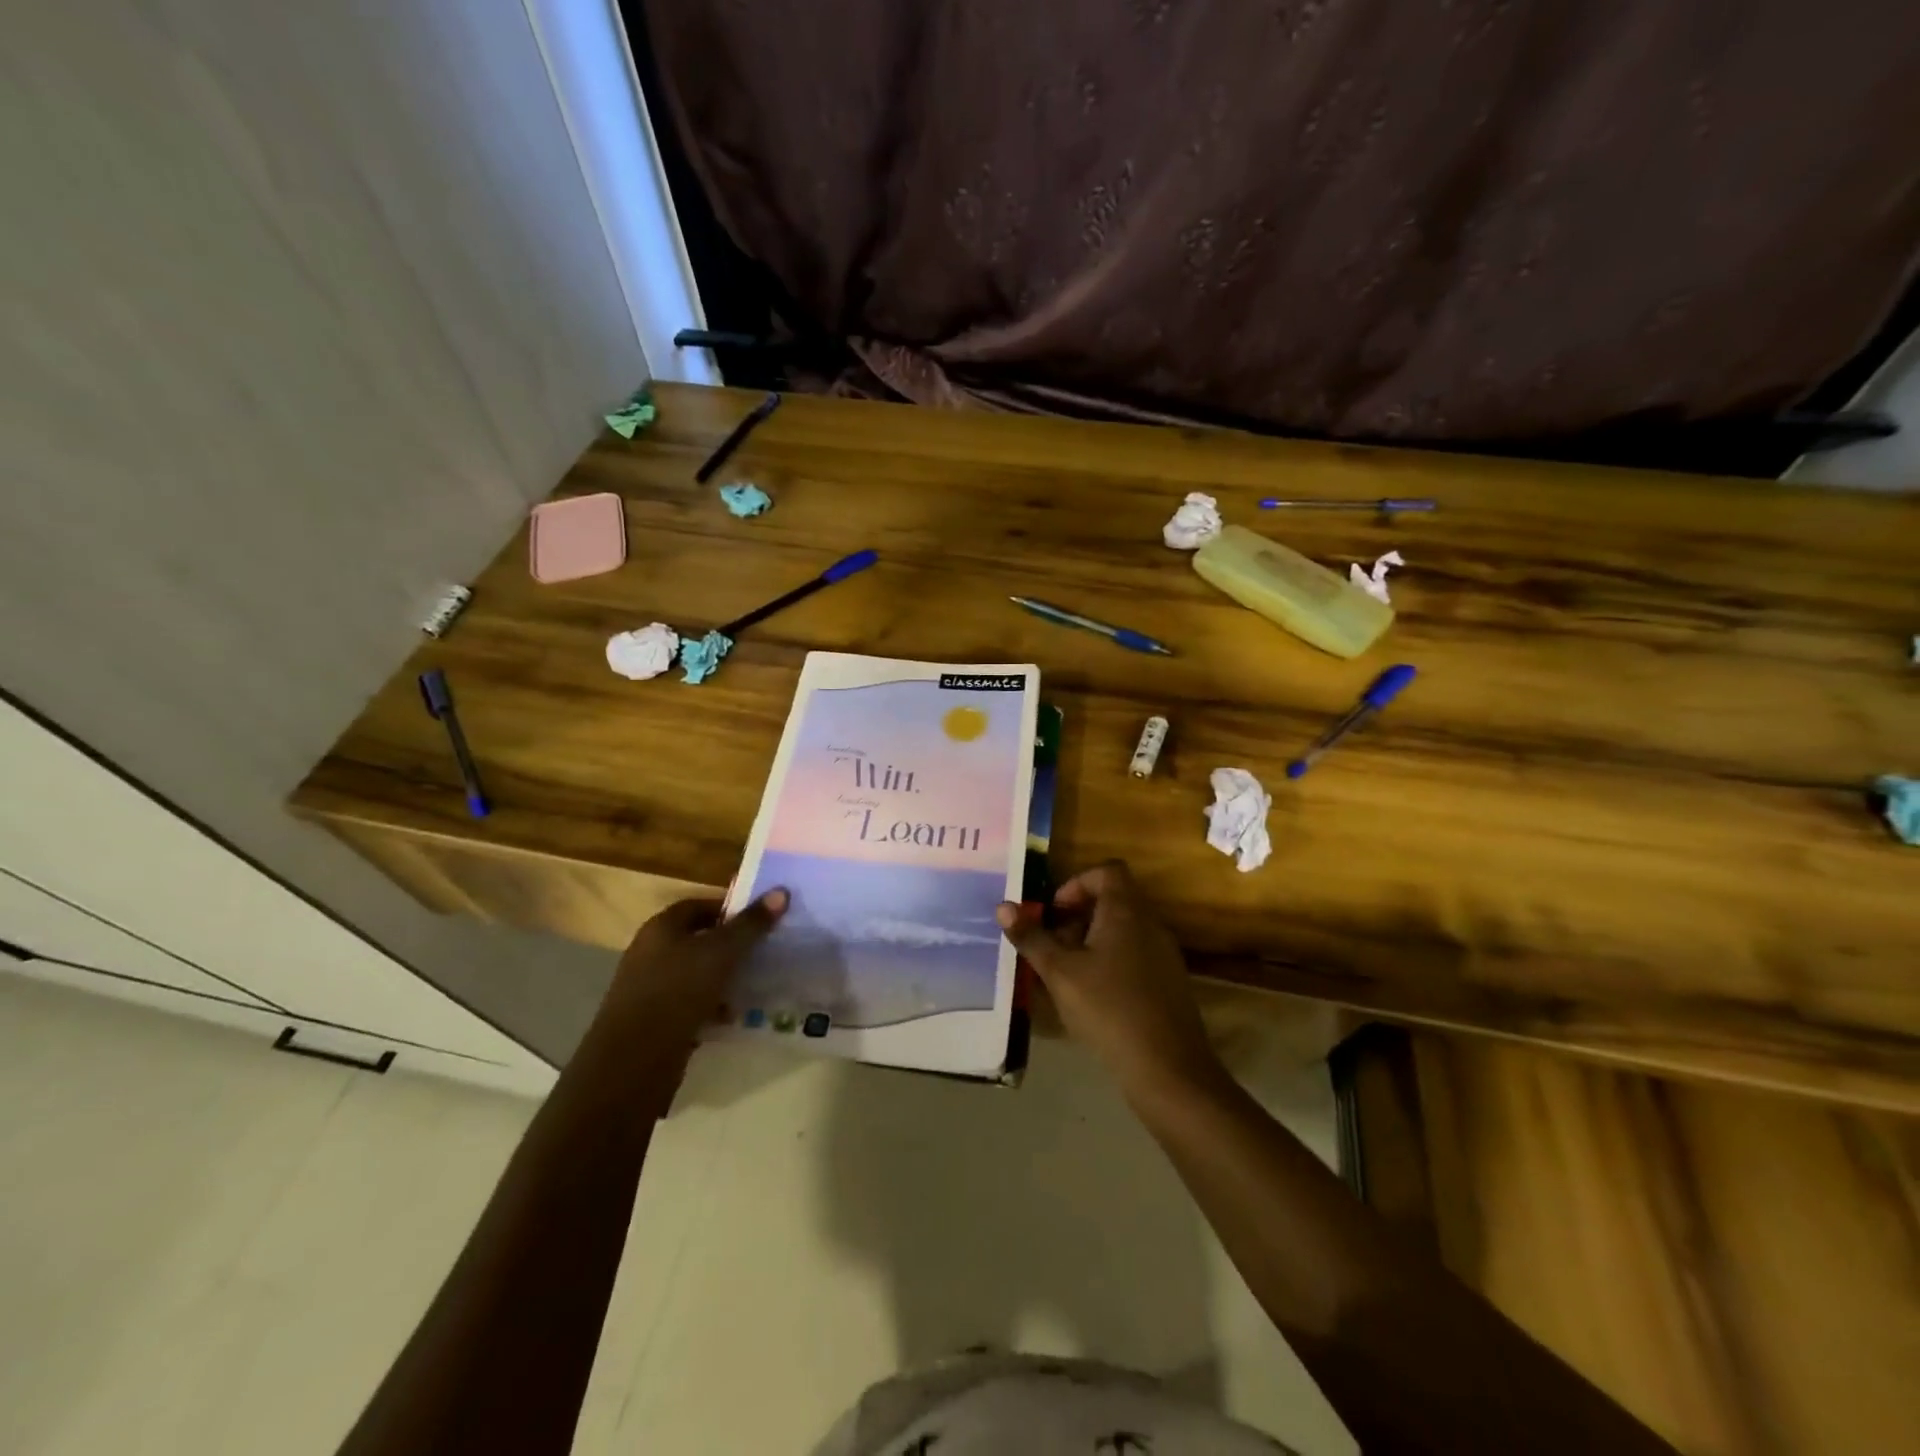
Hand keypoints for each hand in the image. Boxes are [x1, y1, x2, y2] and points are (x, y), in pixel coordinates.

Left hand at [598, 889, 787, 1051]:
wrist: (633, 1062)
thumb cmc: (677, 992)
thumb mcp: (721, 952)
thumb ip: (751, 924)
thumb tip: (781, 891)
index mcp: (661, 928)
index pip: (700, 905)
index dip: (731, 909)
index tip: (762, 919)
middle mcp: (651, 952)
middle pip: (698, 939)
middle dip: (731, 945)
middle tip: (765, 950)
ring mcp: (650, 988)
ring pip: (696, 974)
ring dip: (724, 978)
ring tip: (756, 983)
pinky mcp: (654, 1021)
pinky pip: (690, 1004)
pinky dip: (712, 1006)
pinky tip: (734, 1015)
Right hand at [996, 862, 1223, 1104]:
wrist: (1168, 1069)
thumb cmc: (1109, 1009)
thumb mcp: (1060, 973)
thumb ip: (1032, 938)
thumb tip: (1003, 907)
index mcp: (1126, 911)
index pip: (1107, 871)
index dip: (1076, 883)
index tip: (1053, 912)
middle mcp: (1150, 924)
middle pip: (1113, 900)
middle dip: (1077, 917)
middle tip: (1051, 946)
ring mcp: (1164, 954)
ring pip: (1123, 930)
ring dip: (1091, 941)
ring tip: (1066, 973)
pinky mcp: (1169, 982)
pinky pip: (1135, 955)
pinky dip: (1110, 962)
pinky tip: (1091, 997)